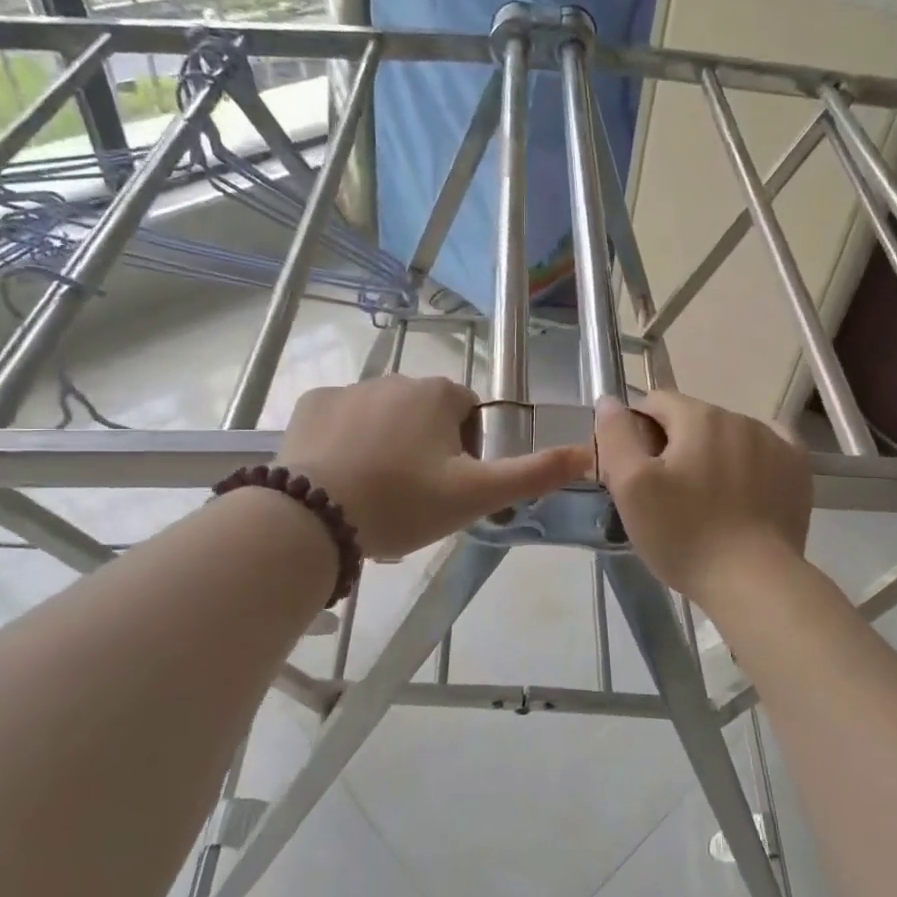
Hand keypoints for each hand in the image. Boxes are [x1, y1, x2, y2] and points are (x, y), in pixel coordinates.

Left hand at [279, 375, 590, 558]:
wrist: (314, 517)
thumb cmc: (404, 502)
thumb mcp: (476, 495)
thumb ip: (533, 473)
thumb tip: (587, 452)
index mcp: (437, 394)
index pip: (468, 412)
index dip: (467, 451)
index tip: (451, 487)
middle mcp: (395, 379)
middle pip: (425, 414)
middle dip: (426, 448)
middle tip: (416, 497)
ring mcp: (348, 389)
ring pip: (382, 417)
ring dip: (387, 445)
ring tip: (376, 495)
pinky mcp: (310, 407)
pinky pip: (340, 422)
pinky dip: (345, 444)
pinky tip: (340, 480)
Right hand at [594, 390, 810, 597]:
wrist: (754, 581)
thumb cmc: (684, 534)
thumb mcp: (632, 487)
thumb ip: (616, 436)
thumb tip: (610, 402)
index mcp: (698, 416)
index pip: (654, 403)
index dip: (636, 433)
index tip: (634, 472)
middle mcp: (739, 417)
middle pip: (691, 420)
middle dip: (673, 446)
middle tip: (665, 496)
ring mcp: (774, 441)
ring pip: (726, 436)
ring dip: (710, 455)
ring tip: (705, 503)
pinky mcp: (796, 468)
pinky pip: (765, 449)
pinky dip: (749, 462)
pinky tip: (743, 490)